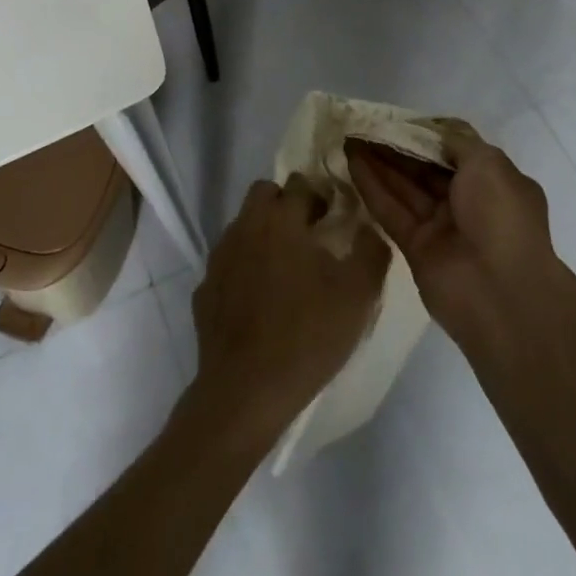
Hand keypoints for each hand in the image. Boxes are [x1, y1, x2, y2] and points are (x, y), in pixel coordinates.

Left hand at [187, 175, 390, 446]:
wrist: (245, 392)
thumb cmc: (306, 335)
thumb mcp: (358, 295)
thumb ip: (371, 250)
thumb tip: (369, 227)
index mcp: (281, 219)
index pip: (300, 184)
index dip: (320, 196)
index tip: (334, 219)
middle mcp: (246, 227)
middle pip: (264, 194)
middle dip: (286, 204)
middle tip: (309, 236)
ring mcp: (220, 257)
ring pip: (244, 226)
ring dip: (264, 234)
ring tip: (286, 271)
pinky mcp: (205, 289)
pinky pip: (229, 263)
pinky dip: (244, 269)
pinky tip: (259, 300)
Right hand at [347, 119, 558, 359]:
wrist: (501, 294)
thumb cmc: (501, 216)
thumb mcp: (488, 163)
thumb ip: (456, 142)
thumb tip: (432, 132)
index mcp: (493, 182)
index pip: (454, 151)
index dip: (425, 134)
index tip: (397, 119)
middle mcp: (468, 203)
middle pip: (425, 169)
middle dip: (397, 147)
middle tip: (364, 127)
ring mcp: (441, 227)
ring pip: (405, 188)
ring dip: (379, 163)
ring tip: (350, 138)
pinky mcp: (416, 249)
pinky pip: (392, 211)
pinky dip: (372, 187)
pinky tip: (352, 162)